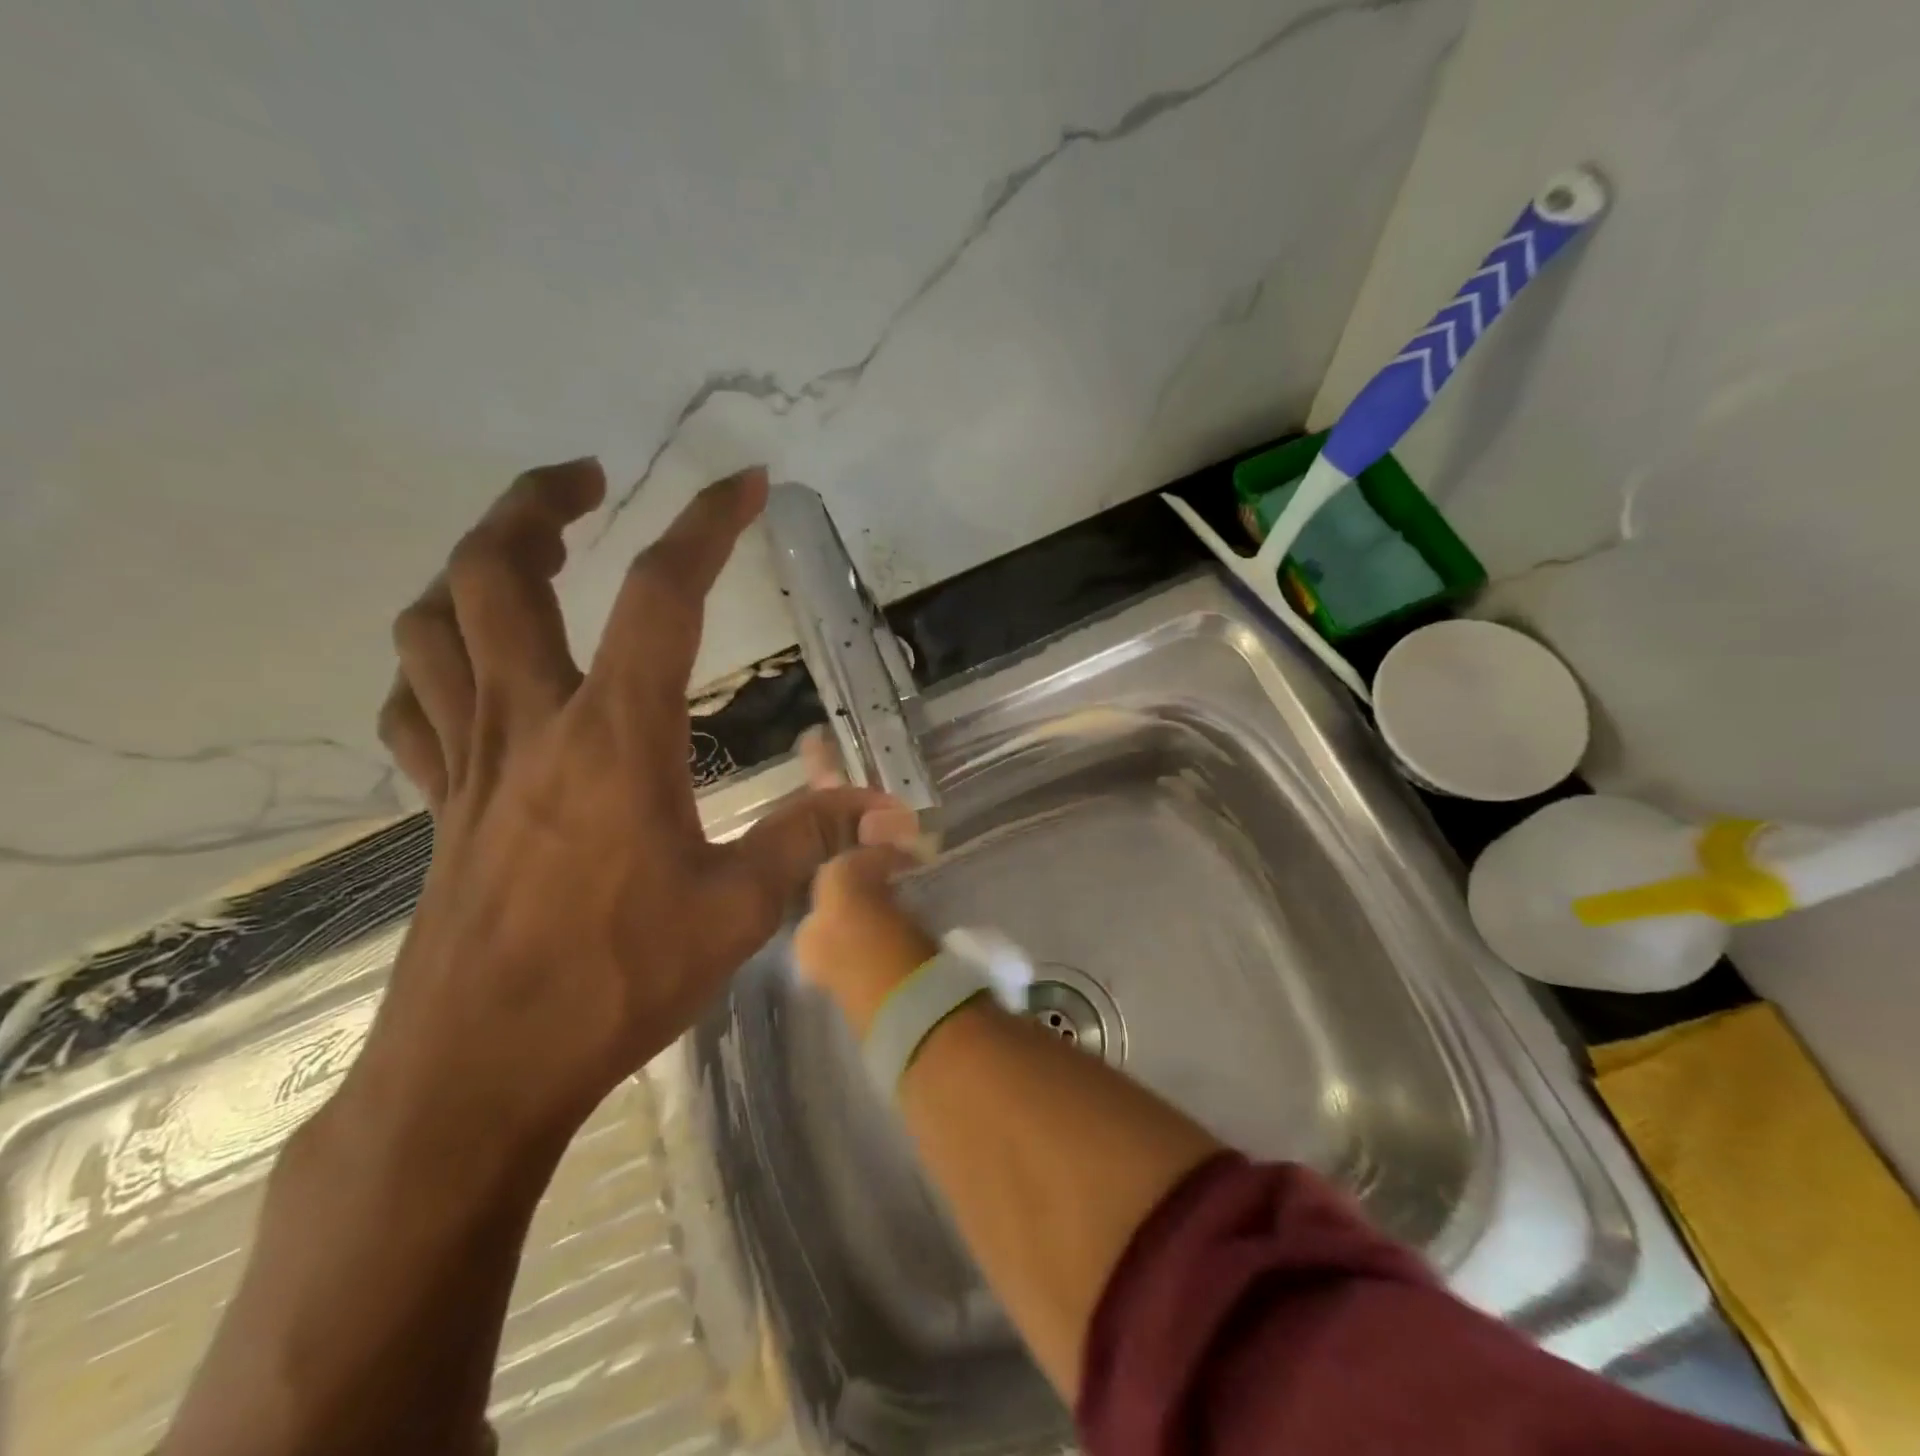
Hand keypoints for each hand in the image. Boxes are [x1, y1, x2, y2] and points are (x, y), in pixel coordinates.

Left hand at [358, 460, 910, 1146]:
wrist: (479, 1073)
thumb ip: (812, 840)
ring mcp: (470, 763)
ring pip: (434, 626)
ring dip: (472, 567)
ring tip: (525, 553)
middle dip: (538, 504)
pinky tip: (467, 667)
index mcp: (616, 739)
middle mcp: (532, 726)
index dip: (705, 525)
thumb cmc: (616, 983)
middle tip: (588, 480)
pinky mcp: (440, 805)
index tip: (743, 483)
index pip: (661, 596)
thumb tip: (893, 811)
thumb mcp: (740, 911)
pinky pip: (414, 706)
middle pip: (497, 575)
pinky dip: (434, 661)